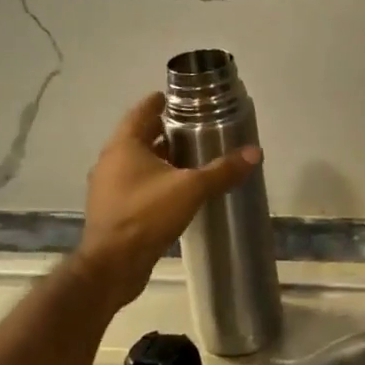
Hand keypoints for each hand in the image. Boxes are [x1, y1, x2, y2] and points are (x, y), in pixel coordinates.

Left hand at [75, 92, 260, 309]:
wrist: (112, 266)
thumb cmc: (146, 215)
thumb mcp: (191, 189)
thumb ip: (222, 170)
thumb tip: (255, 152)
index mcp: (124, 146)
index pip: (142, 111)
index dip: (161, 102)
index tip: (181, 98)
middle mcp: (111, 161)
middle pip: (140, 136)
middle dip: (166, 131)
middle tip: (195, 128)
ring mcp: (109, 187)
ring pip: (138, 163)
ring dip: (161, 158)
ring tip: (192, 158)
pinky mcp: (113, 210)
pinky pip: (136, 185)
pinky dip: (155, 181)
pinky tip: (178, 190)